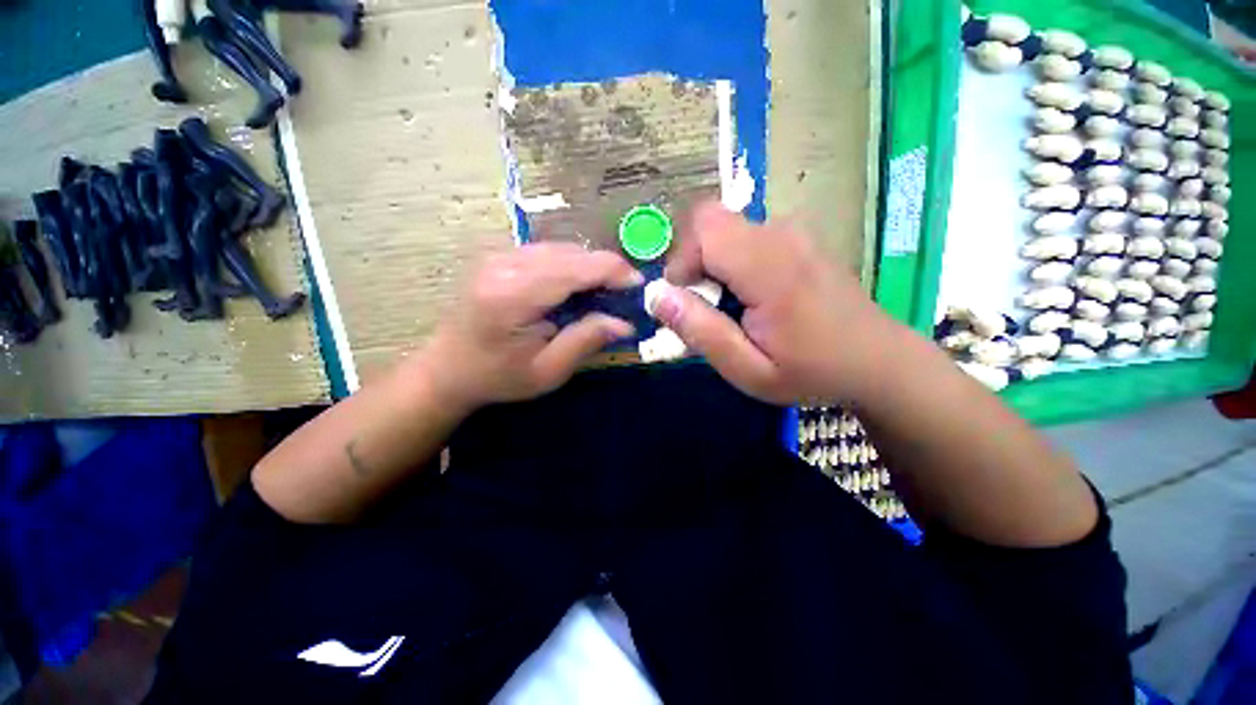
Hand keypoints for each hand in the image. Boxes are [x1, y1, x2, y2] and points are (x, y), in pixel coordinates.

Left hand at [416, 243, 641, 410]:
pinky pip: (548, 252)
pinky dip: (570, 266)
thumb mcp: (547, 371)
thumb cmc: (497, 377)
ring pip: (562, 249)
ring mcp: (499, 256)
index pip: (577, 268)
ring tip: (602, 295)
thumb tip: (625, 323)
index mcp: (514, 295)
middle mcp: (505, 264)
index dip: (615, 272)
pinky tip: (575, 289)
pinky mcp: (499, 256)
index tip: (639, 286)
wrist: (446, 369)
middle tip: (622, 297)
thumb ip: (586, 341)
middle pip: (572, 253)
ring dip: (588, 268)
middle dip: (605, 270)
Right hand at [653, 200, 904, 405]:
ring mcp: (793, 233)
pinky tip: (749, 296)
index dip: (681, 263)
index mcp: (771, 269)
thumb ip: (701, 331)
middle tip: (705, 305)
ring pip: (725, 228)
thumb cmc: (812, 372)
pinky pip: (744, 236)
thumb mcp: (748, 369)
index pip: (703, 230)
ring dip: (711, 263)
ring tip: (729, 307)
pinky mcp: (796, 238)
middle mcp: (781, 236)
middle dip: (692, 261)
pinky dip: (730, 261)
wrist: (879, 361)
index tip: (686, 303)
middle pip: (710, 221)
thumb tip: (658, 297)